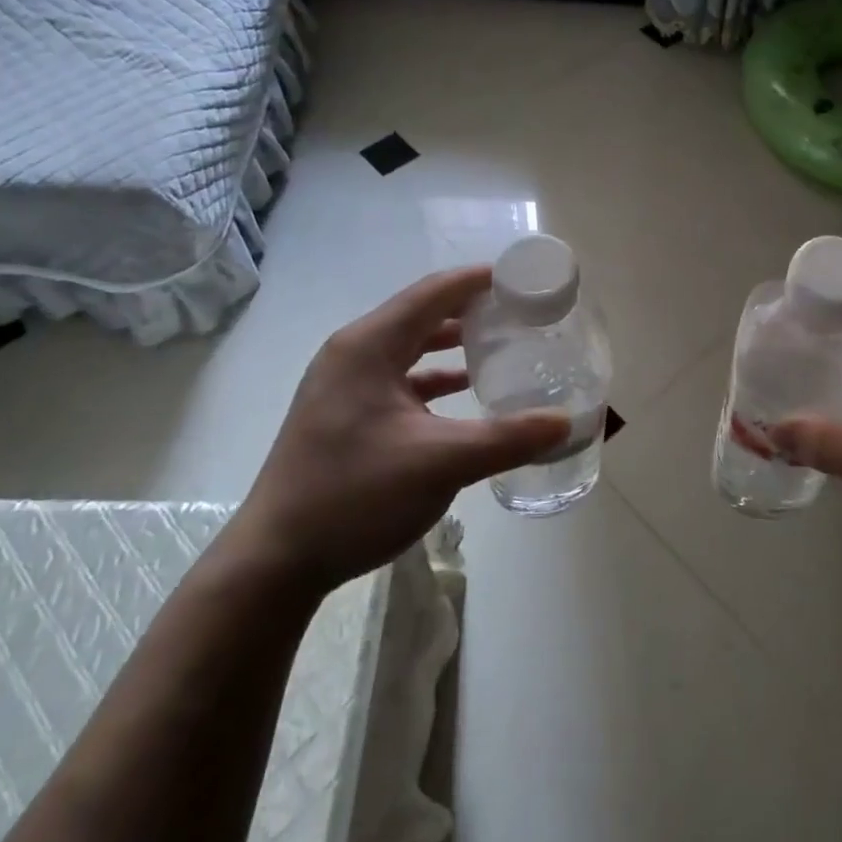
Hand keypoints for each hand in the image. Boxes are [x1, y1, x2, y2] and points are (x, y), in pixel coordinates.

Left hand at [230, 267, 570, 593]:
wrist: (275, 561)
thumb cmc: (354, 496)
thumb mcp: (441, 464)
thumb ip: (508, 438)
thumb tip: (566, 421)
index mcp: (369, 346)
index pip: (435, 292)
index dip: (481, 280)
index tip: (525, 280)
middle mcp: (354, 353)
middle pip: (422, 313)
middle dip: (473, 309)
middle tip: (522, 313)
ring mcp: (345, 384)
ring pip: (410, 347)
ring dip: (454, 343)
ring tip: (503, 344)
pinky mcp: (345, 413)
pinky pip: (400, 378)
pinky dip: (435, 377)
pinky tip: (466, 392)